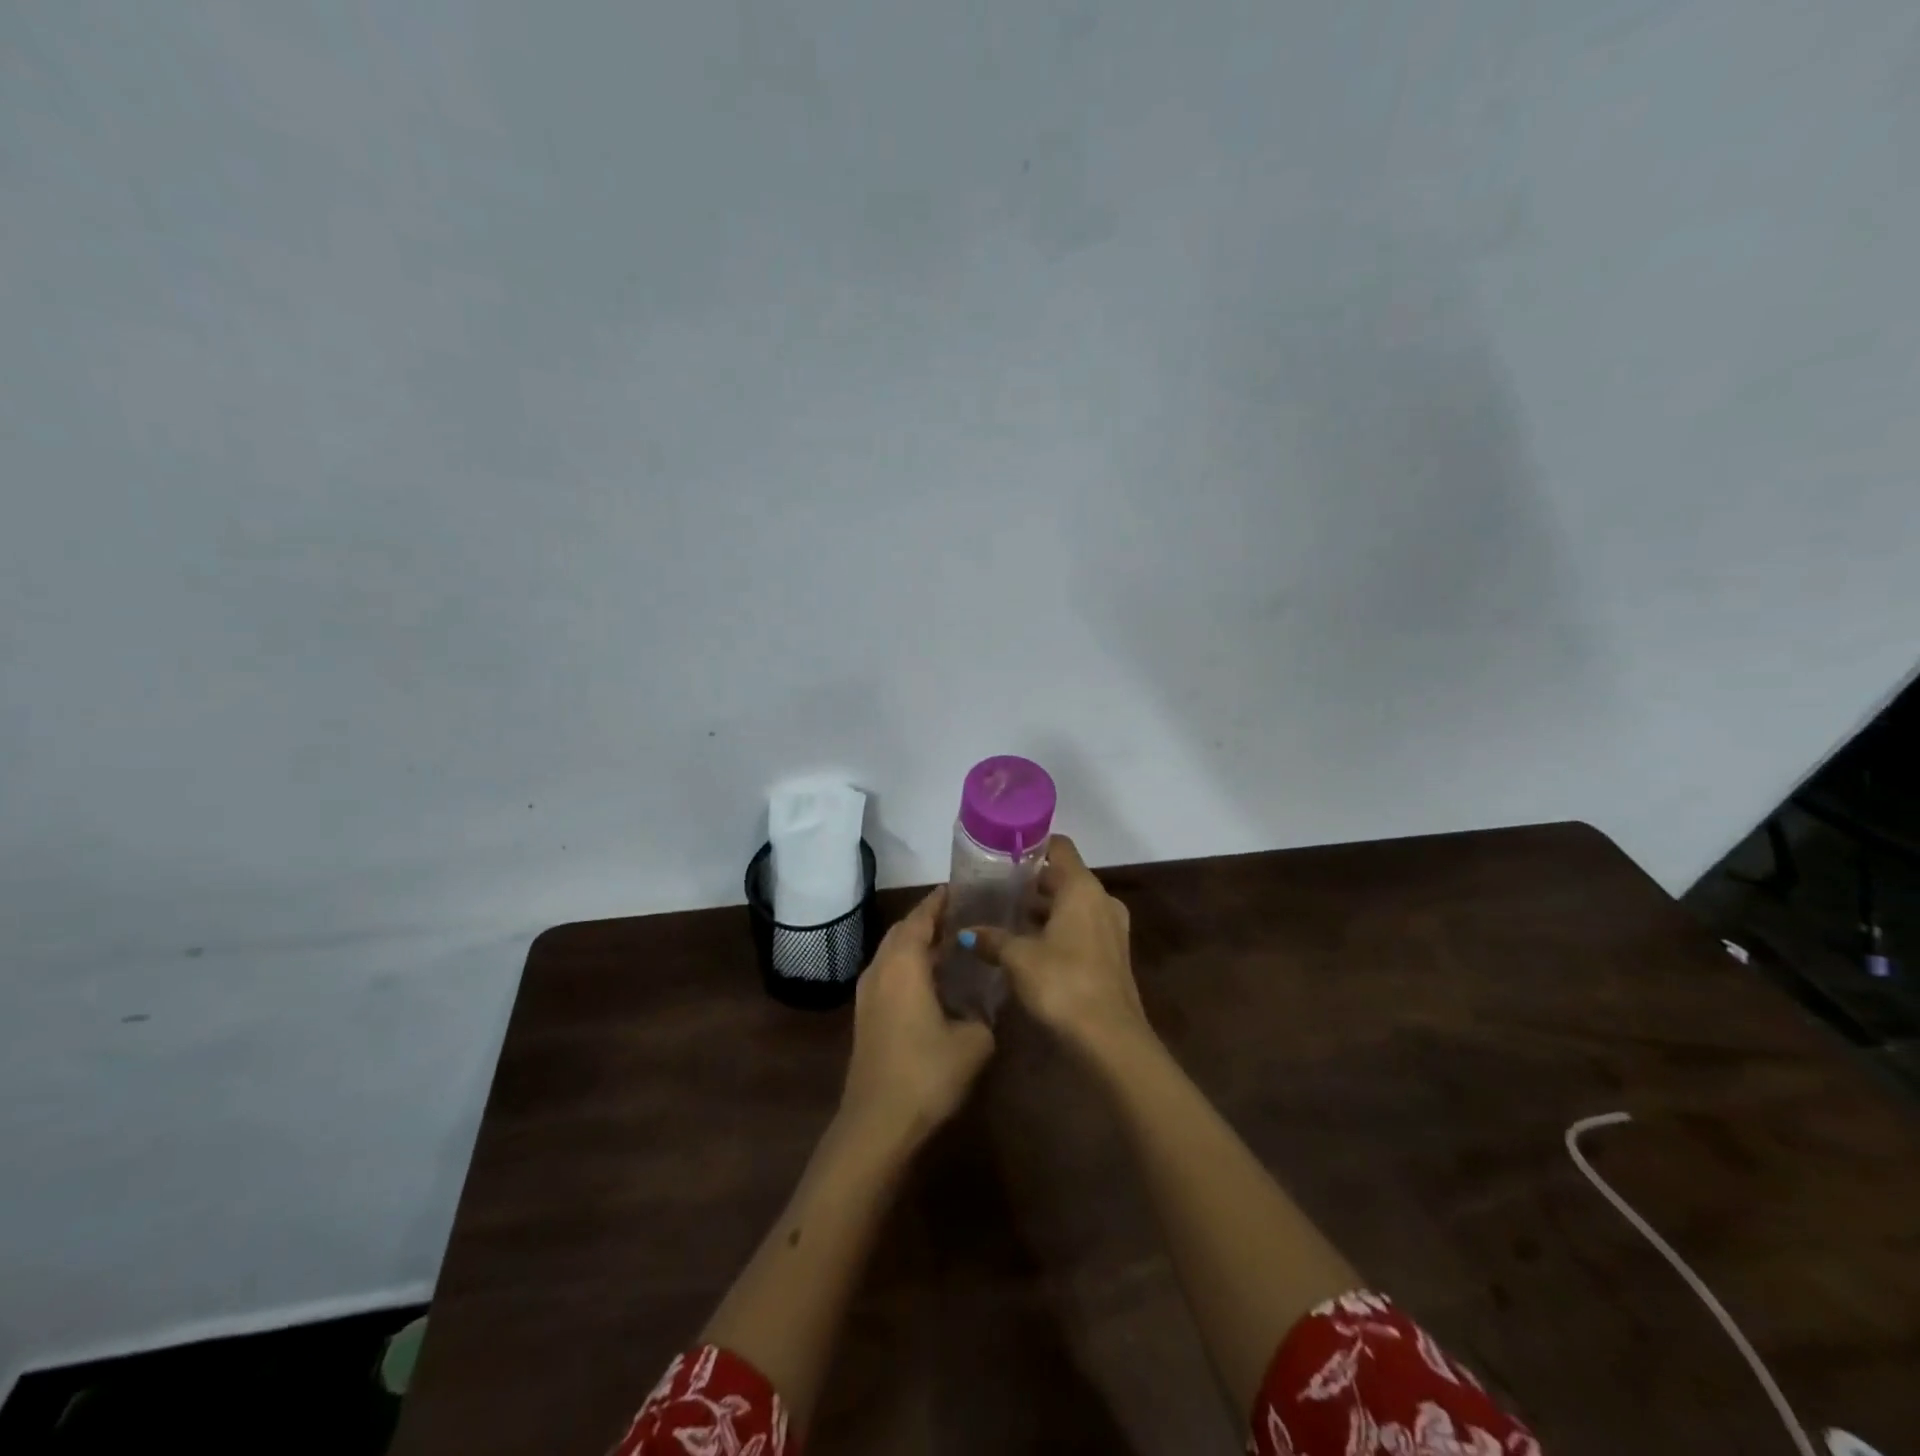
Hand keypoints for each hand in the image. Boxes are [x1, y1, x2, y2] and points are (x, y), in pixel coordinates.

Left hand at [839, 887, 995, 1147]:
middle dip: (929, 919)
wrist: (878, 1124)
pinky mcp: (865, 1015)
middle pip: (903, 930)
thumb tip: (985, 1004)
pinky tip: (932, 980)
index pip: (921, 917)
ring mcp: (868, 993)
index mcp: (904, 963)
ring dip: (917, 943)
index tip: (960, 888)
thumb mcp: (974, 1041)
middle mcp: (880, 968)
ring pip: (892, 952)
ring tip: (951, 943)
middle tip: (962, 914)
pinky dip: (909, 964)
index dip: (940, 901)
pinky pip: (888, 973)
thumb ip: (984, 1013)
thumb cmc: (927, 1073)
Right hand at [960, 835, 1152, 1061]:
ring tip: (1005, 917)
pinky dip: (1057, 930)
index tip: (1004, 852)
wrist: (1110, 1040)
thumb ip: (992, 939)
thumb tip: (966, 932)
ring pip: (1071, 906)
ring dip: (1043, 910)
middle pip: (1063, 877)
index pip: (1059, 848)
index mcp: (1082, 888)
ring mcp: (1111, 929)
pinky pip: (1080, 928)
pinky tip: (1028, 946)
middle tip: (995, 889)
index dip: (1033, 845)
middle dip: (1031, 883)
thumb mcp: (1018, 958)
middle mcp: (1101, 900)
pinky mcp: (1111, 955)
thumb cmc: (1063, 983)